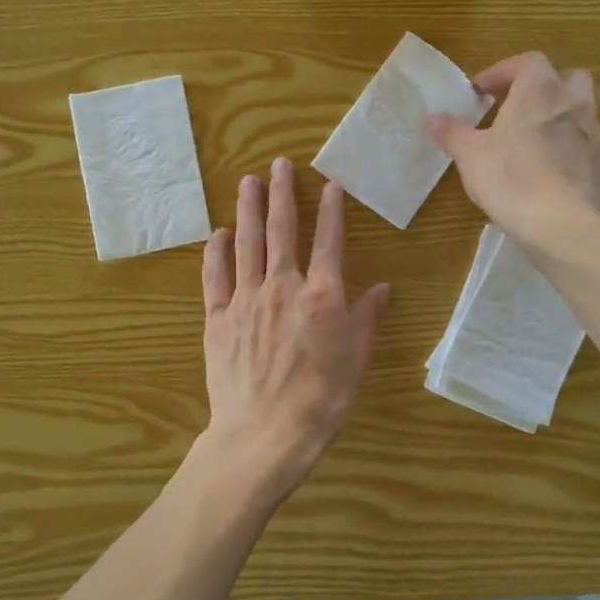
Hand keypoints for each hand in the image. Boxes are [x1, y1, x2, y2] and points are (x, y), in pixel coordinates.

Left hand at [199, 158, 389, 506]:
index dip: (330, 210)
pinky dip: (216, 253)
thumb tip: (384, 287)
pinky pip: (215, 277)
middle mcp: (282, 287)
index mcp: (321, 296)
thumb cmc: (320, 401)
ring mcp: (245, 300)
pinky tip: (219, 234)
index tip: (329, 184)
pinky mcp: (218, 319)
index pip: (328, 242)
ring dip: (248, 210)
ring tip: (247, 182)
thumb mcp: (356, 361)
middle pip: (282, 231)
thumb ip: (367, 319)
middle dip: (282, 194)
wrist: (264, 434)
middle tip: (278, 164)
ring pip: (247, 244)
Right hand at [426, 51, 599, 249]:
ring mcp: (595, 135)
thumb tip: (431, 118)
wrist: (560, 224)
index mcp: (540, 91)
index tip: (482, 92)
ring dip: (558, 120)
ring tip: (533, 144)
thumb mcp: (469, 155)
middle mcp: (574, 104)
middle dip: (543, 88)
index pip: (528, 62)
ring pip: (580, 113)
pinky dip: (570, 152)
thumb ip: (451, 132)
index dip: (503, 71)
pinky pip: (587, 149)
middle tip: (518, 109)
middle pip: (567, 79)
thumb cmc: (510, 178)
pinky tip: (552, 175)